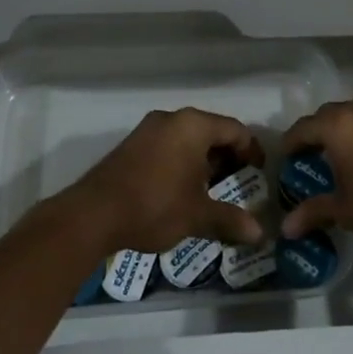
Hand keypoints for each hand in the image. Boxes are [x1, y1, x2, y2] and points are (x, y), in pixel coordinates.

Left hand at [65, 108, 266, 253]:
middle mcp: (171, 119)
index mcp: (193, 125)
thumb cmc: (154, 206)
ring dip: (203, 160)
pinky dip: (182, 161)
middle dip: (227, 156)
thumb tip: (259, 234)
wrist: (92, 215)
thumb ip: (230, 219)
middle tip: (237, 182)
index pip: (235, 129)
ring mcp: (148, 130)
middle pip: (211, 130)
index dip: (251, 150)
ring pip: (187, 138)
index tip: (258, 173)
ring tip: (211, 189)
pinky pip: (168, 145)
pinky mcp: (131, 145)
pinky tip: (182, 189)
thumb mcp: (197, 215)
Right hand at [278, 90, 352, 255]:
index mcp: (340, 127)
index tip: (286, 155)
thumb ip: (314, 212)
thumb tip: (286, 228)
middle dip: (321, 128)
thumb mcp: (345, 212)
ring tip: (349, 144)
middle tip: (315, 151)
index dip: (292, 141)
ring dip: (352, 120)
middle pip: (333, 111)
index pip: (306, 127)